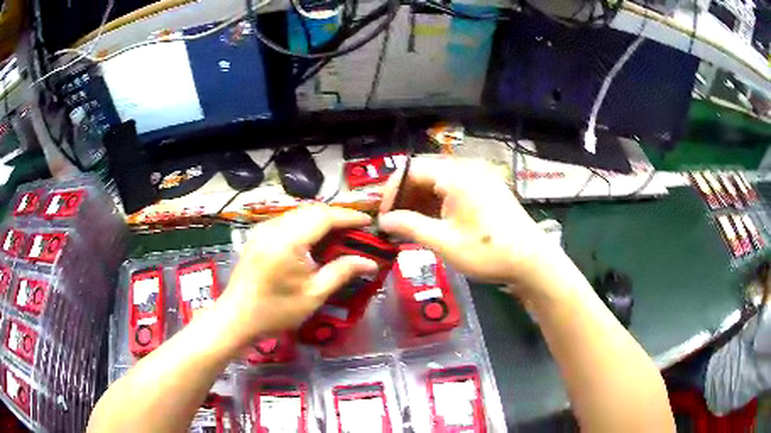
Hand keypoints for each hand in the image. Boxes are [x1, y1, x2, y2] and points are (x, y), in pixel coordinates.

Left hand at [213, 205, 378, 347]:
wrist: (237, 318)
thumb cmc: (276, 311)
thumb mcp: (313, 295)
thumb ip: (342, 272)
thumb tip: (370, 263)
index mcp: (288, 241)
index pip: (324, 217)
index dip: (349, 217)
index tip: (369, 222)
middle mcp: (274, 228)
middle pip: (312, 211)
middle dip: (337, 217)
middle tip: (357, 231)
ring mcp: (263, 229)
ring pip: (299, 213)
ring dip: (321, 220)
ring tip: (340, 235)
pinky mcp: (258, 235)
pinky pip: (288, 221)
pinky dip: (306, 225)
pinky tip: (315, 240)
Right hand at [379, 156, 556, 296]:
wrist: (532, 261)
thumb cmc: (488, 251)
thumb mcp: (444, 242)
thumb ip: (410, 226)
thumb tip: (383, 220)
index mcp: (456, 176)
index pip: (412, 169)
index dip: (391, 190)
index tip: (383, 215)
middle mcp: (468, 170)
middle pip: (425, 173)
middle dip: (405, 197)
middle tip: (394, 222)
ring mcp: (480, 179)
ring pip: (439, 182)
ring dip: (421, 201)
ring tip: (410, 226)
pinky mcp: (487, 191)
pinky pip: (455, 190)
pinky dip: (439, 204)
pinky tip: (432, 223)